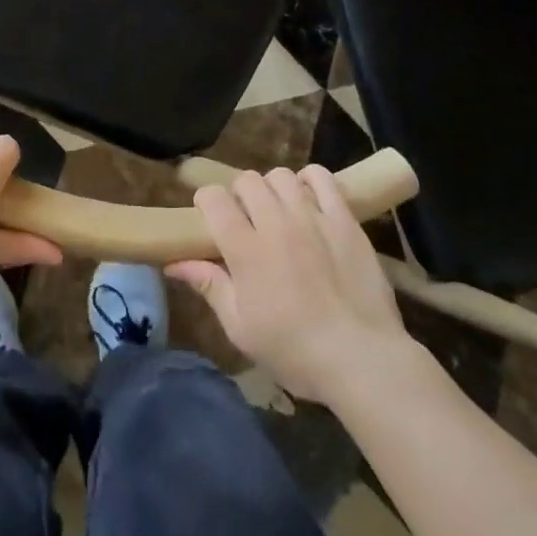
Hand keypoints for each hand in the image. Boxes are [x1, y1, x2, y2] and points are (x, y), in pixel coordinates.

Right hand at [167, 166, 410, 404]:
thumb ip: (210, 286)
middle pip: (247, 181)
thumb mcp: (241, 328)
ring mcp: (313, 218)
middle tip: (246, 220)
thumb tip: (175, 264)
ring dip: (272, 188)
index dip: (206, 202)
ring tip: (278, 211)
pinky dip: (309, 180)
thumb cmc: (294, 351)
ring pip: (281, 175)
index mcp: (245, 249)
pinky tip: (308, 200)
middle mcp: (276, 223)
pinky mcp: (344, 220)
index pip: (214, 198)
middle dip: (239, 195)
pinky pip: (322, 178)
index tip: (209, 218)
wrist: (361, 360)